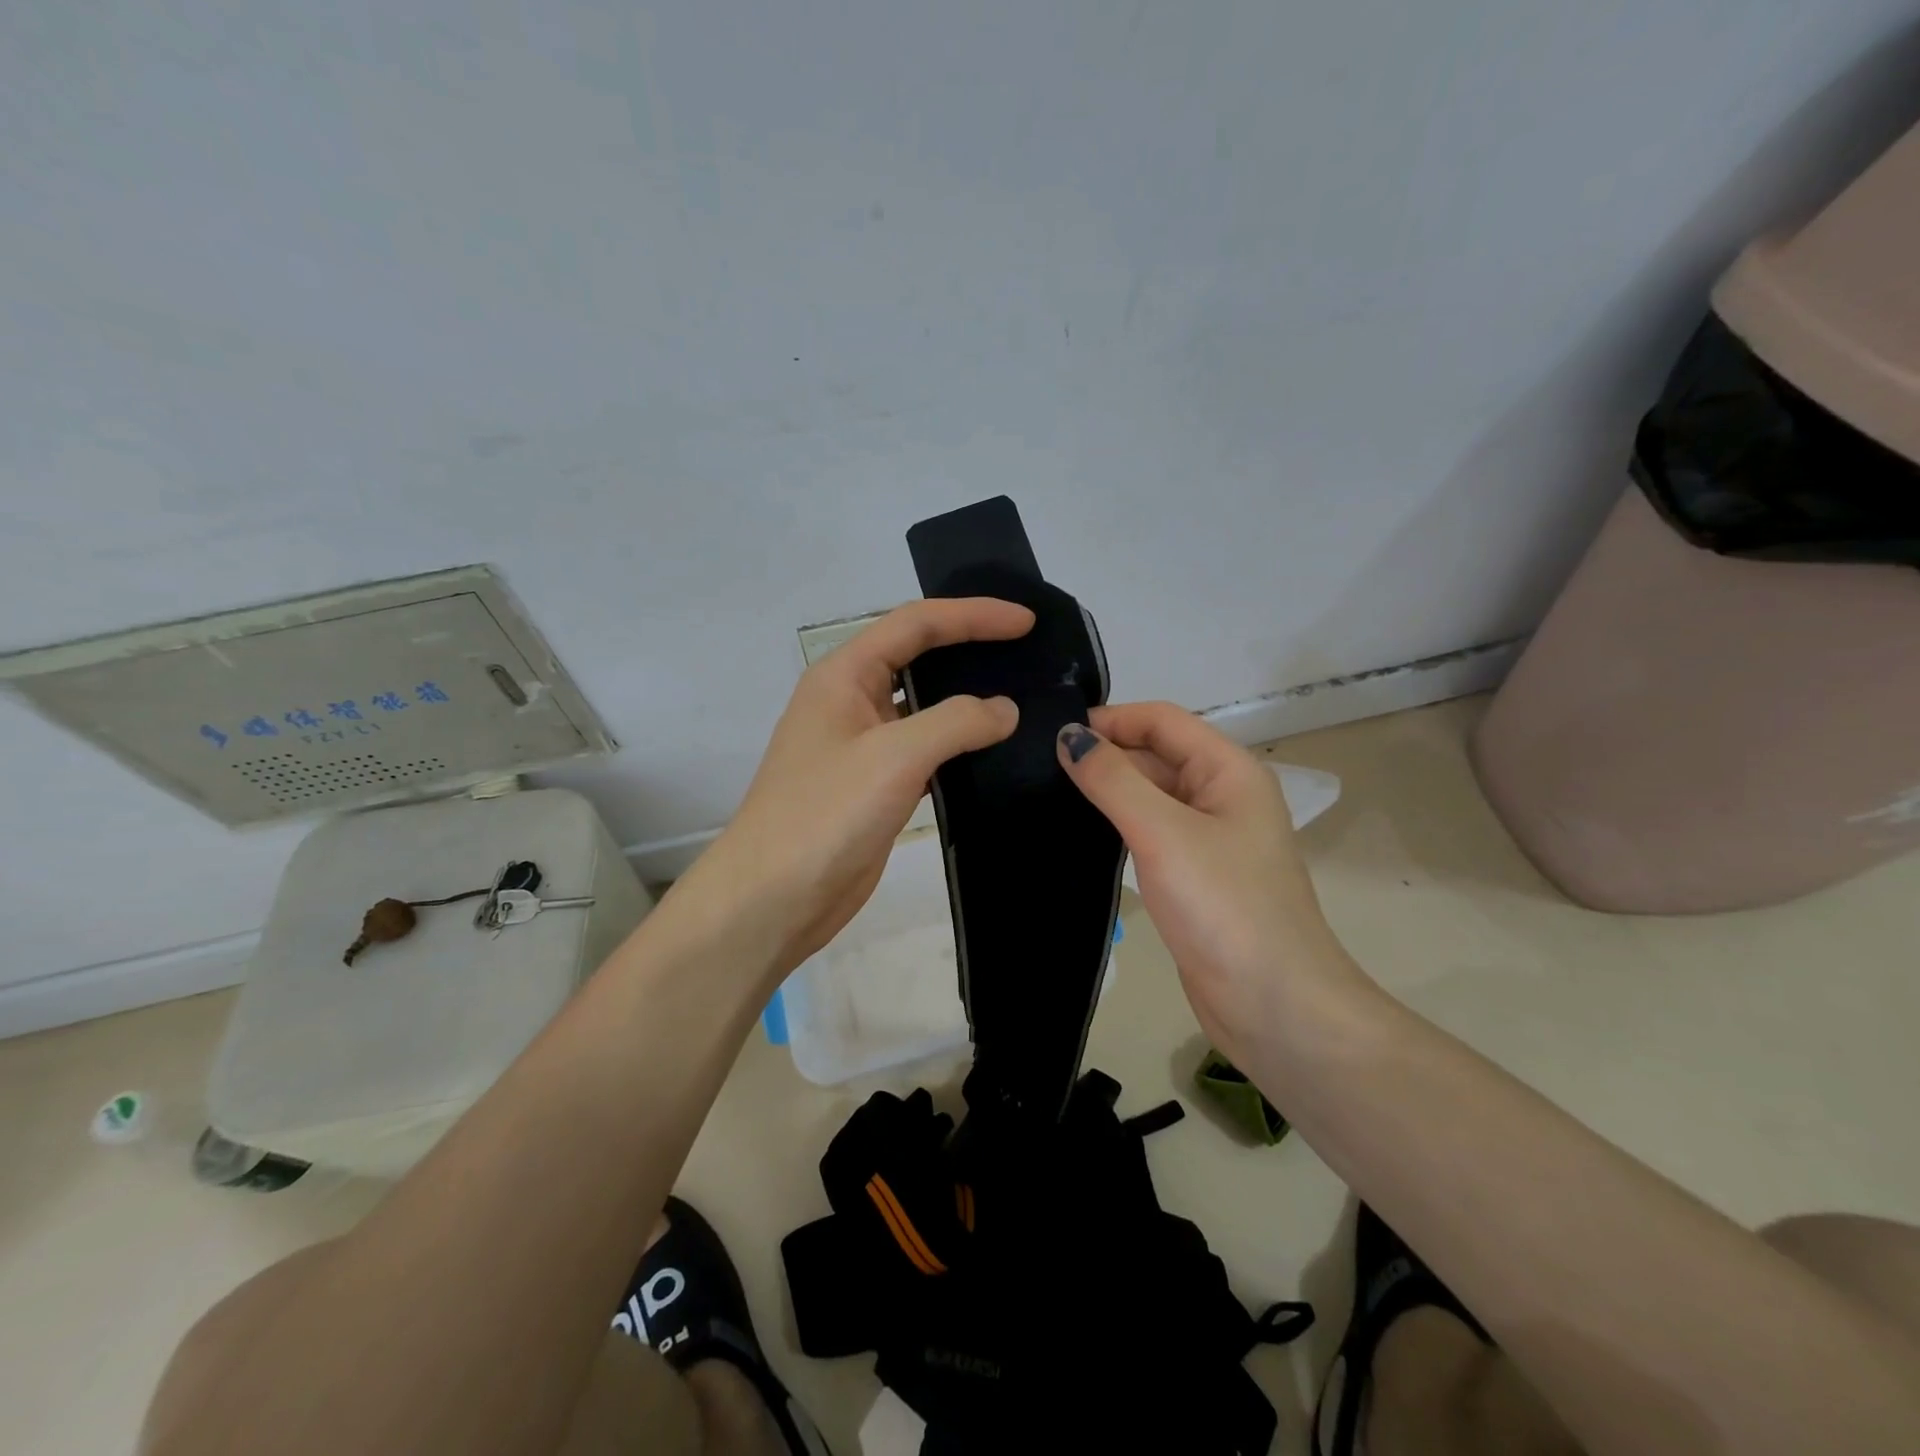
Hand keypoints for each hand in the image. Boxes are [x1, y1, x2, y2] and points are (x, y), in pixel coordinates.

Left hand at [693, 598, 1032, 977]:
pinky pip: (925, 751)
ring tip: (1023, 697)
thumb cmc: (824, 815)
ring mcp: (862, 746)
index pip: (915, 624)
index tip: (1026, 621)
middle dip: (971, 648)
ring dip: (967, 701)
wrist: (772, 900)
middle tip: (1029, 652)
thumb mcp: (893, 756)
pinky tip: (996, 752)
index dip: (972, 615)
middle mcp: (851, 701)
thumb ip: (956, 722)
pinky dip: (959, 747)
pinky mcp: (875, 786)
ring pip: (924, 708)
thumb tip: (1005, 709)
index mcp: (842, 675)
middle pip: (918, 657)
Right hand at [1056, 702, 1359, 1064]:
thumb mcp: (1163, 833)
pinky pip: (1150, 833)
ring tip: (1047, 794)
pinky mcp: (1193, 876)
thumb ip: (1113, 779)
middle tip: (1038, 767)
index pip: (1162, 720)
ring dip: (1107, 790)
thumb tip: (1068, 737)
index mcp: (1228, 771)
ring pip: (1150, 795)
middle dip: (1104, 755)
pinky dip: (1117, 825)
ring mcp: (1209, 838)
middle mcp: (1222, 795)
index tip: (1053, 736)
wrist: (1273, 1005)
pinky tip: (1080, 833)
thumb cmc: (1223, 906)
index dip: (1111, 720)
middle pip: (1156, 754)